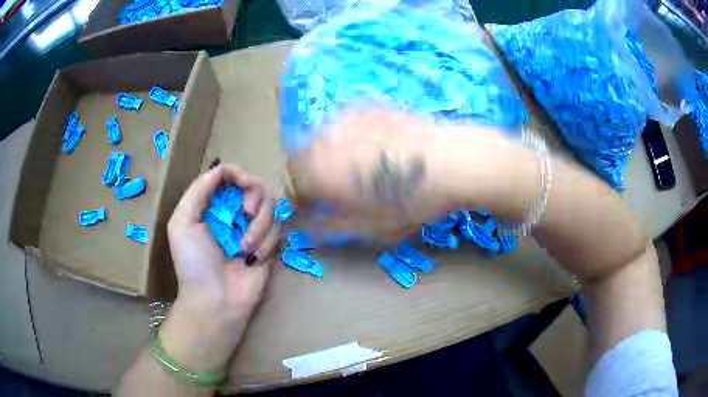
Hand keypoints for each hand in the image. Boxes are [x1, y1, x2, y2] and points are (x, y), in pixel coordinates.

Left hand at [160, 164, 278, 371]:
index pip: (229, 175)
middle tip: (245, 214)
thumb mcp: (182, 222)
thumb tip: (223, 168)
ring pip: (270, 207)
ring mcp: (253, 229)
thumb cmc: (194, 262)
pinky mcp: (269, 245)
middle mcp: (233, 213)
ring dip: (258, 226)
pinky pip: (277, 230)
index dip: (238, 173)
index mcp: (212, 205)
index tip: (243, 183)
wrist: (215, 300)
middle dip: (253, 197)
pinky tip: (253, 260)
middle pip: (256, 185)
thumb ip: (199, 190)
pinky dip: (266, 243)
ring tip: (244, 249)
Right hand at [289, 108, 450, 241]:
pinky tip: (375, 146)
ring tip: (359, 165)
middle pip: (302, 157)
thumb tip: (307, 229)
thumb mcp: (368, 228)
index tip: (317, 205)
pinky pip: (344, 124)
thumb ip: (329, 228)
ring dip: (330, 153)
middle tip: (338, 186)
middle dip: (313, 173)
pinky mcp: (363, 106)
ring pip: (322, 138)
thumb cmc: (410, 201)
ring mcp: (344, 118)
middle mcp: (323, 141)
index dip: (303, 198)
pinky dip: (348, 137)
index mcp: (318, 173)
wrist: (449, 162)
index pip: (292, 184)